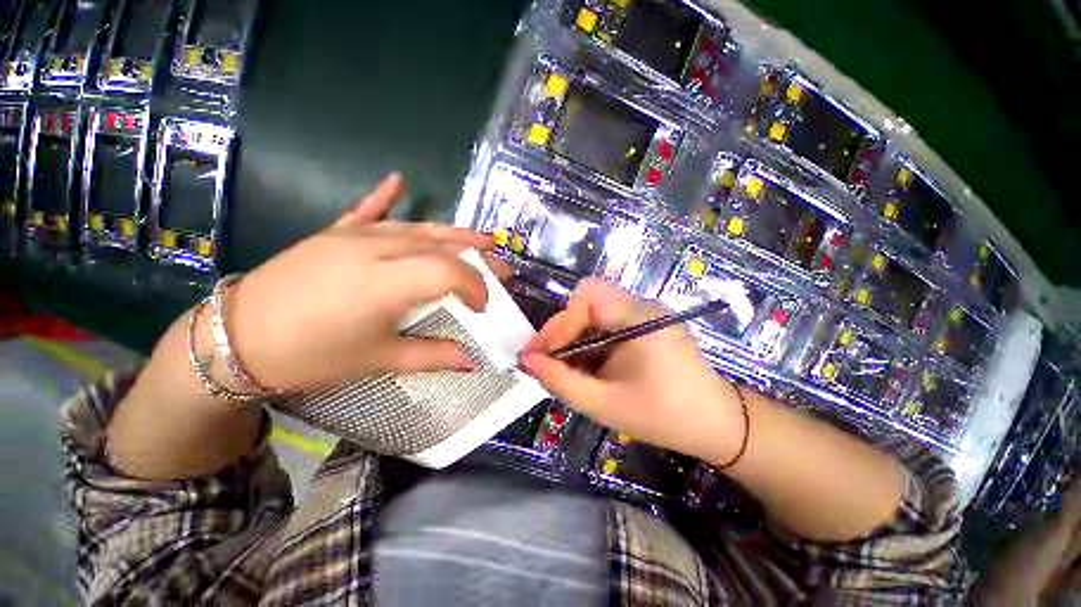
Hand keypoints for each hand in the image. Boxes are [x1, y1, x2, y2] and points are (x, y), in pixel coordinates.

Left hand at [228, 173, 506, 389]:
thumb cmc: (312, 355)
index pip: (449, 271)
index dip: (476, 286)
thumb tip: (472, 362)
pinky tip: (400, 180)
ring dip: (454, 233)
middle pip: (441, 245)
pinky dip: (385, 196)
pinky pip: (367, 210)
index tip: (484, 307)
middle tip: (502, 269)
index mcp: (386, 283)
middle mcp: (375, 249)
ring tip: (483, 238)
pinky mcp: (334, 233)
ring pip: (417, 228)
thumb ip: (432, 356)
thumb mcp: (378, 360)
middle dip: (478, 258)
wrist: (237, 338)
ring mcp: (353, 236)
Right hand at [519, 278, 743, 463]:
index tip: (541, 354)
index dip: (560, 323)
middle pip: (589, 300)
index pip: (588, 296)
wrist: (717, 424)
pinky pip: (607, 322)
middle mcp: (644, 306)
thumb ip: (562, 381)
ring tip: (563, 366)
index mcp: (641, 319)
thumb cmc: (664, 417)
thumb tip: (528, 362)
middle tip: (546, 359)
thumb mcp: (605, 404)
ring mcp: (646, 313)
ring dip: (574, 336)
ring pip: (595, 311)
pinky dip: (589, 341)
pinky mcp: (646, 323)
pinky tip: (586, 364)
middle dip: (562, 329)